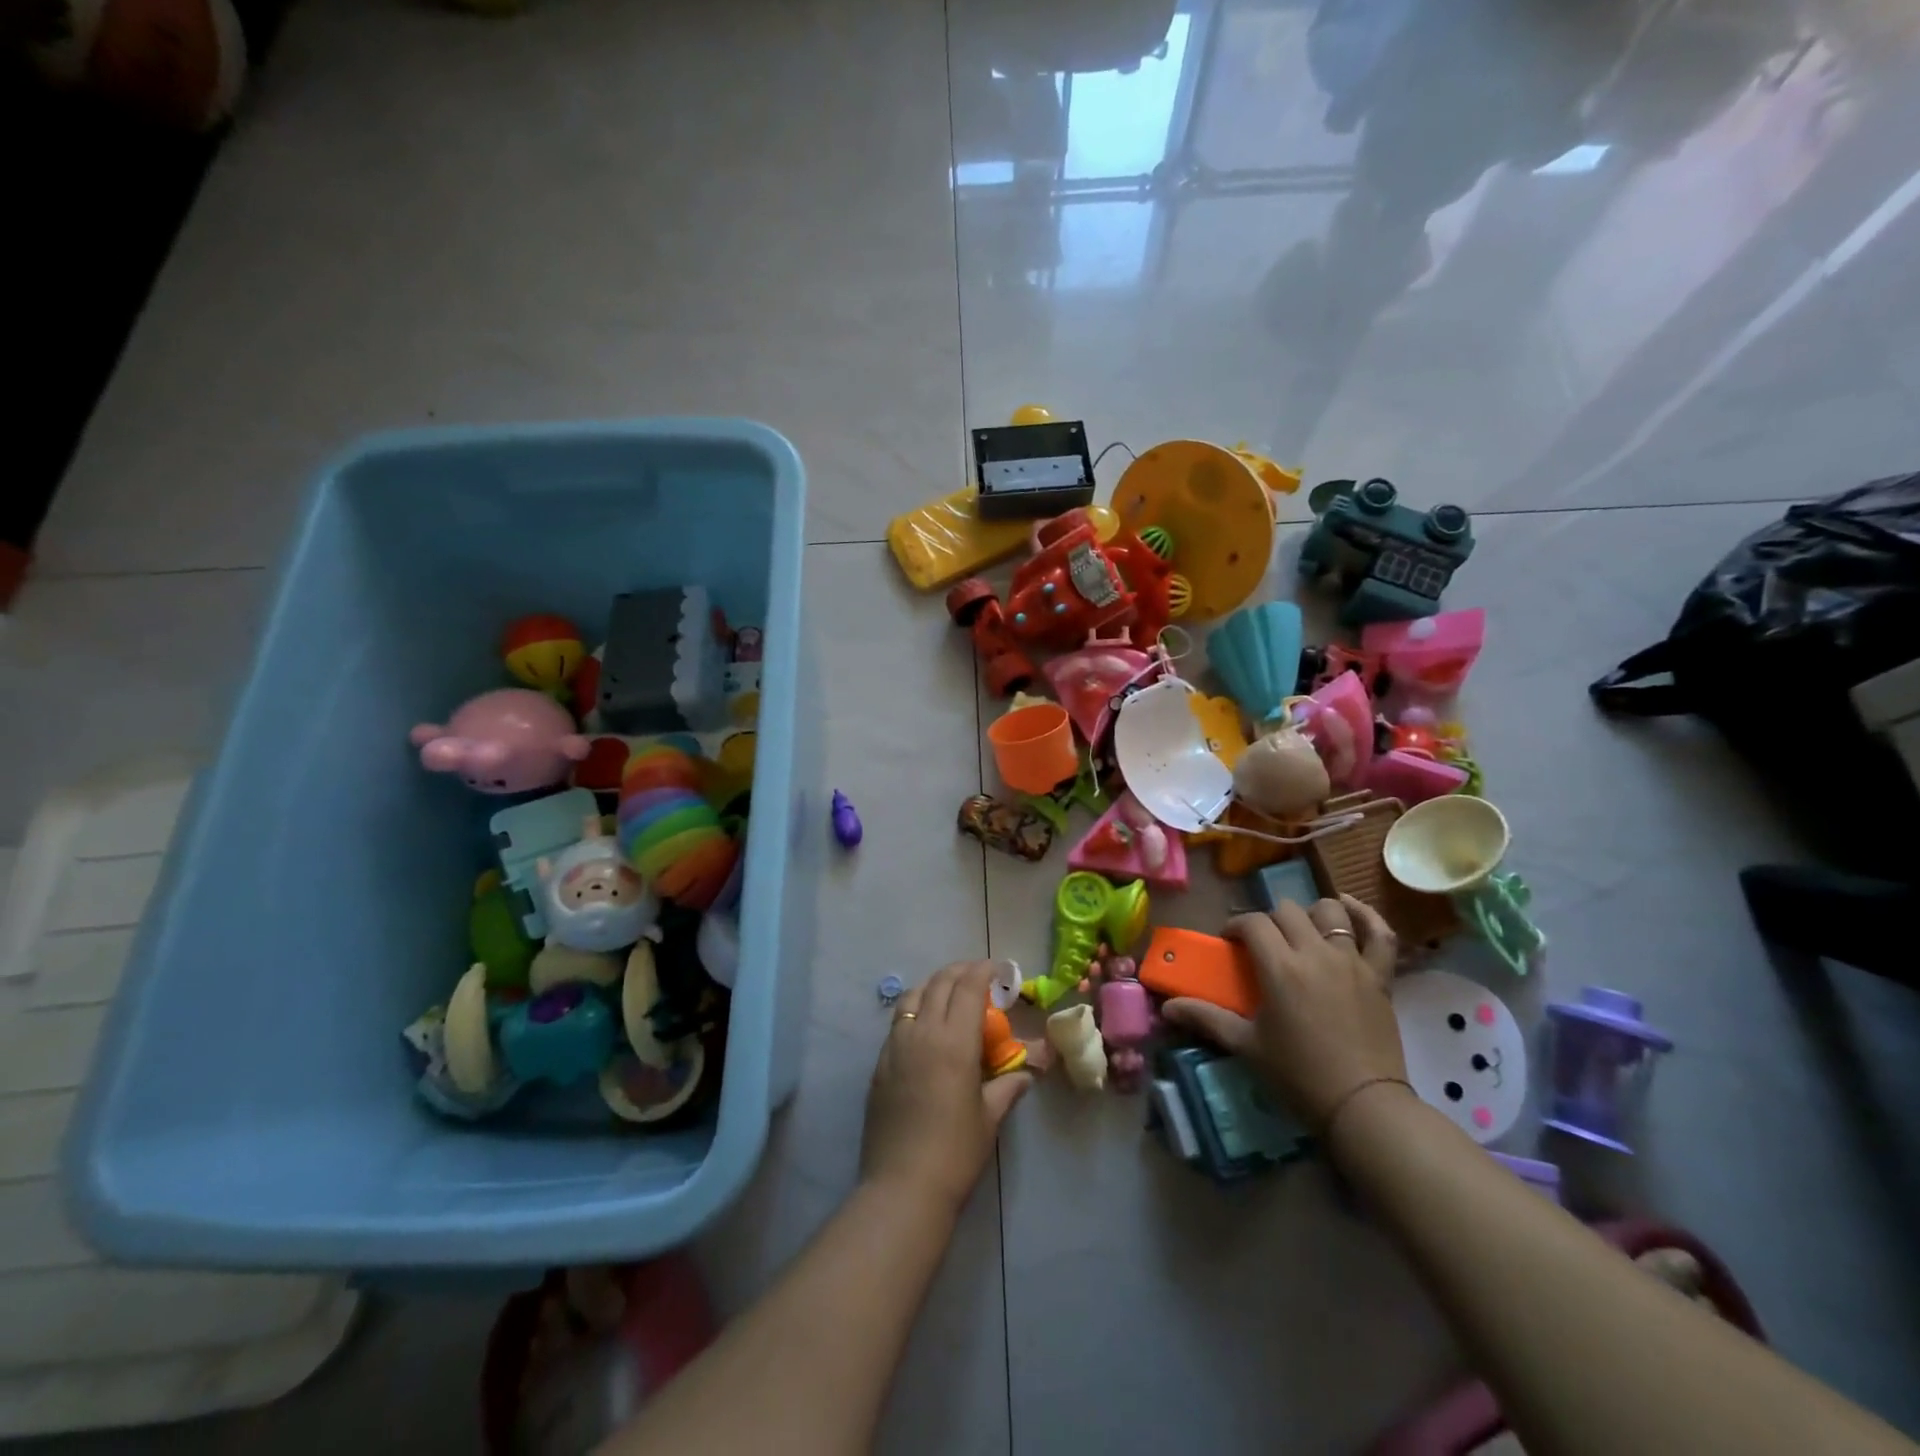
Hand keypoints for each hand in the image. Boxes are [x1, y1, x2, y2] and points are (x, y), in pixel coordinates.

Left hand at [860, 961, 1030, 1212]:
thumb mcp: (989, 1117)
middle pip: (939, 983)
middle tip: (978, 975)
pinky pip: (897, 1022)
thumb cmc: (955, 1152)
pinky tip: (925, 1029)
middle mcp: (922, 1033)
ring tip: (949, 995)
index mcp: (953, 1041)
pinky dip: (914, 1010)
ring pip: (912, 996)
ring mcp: (895, 1046)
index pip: (968, 987)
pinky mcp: (879, 1064)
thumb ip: (1007, 1085)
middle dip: (960, 971)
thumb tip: (1026, 1072)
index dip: (984, 971)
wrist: (902, 1186)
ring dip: (933, 986)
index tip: (998, 969)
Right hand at [1163, 895, 1406, 1127]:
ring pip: (1330, 912)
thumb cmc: (1298, 1075)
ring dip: (1311, 914)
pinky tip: (1348, 908)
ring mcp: (1351, 961)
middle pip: (1287, 911)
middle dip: (1269, 920)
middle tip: (1263, 944)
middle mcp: (1315, 953)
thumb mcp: (1246, 1045)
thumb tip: (1167, 1007)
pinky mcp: (1380, 976)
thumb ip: (1206, 1017)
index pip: (1253, 923)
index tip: (1229, 942)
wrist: (1363, 1106)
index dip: (1237, 926)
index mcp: (1280, 967)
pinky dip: (1365, 915)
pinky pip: (1379, 933)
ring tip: (1302, 931)